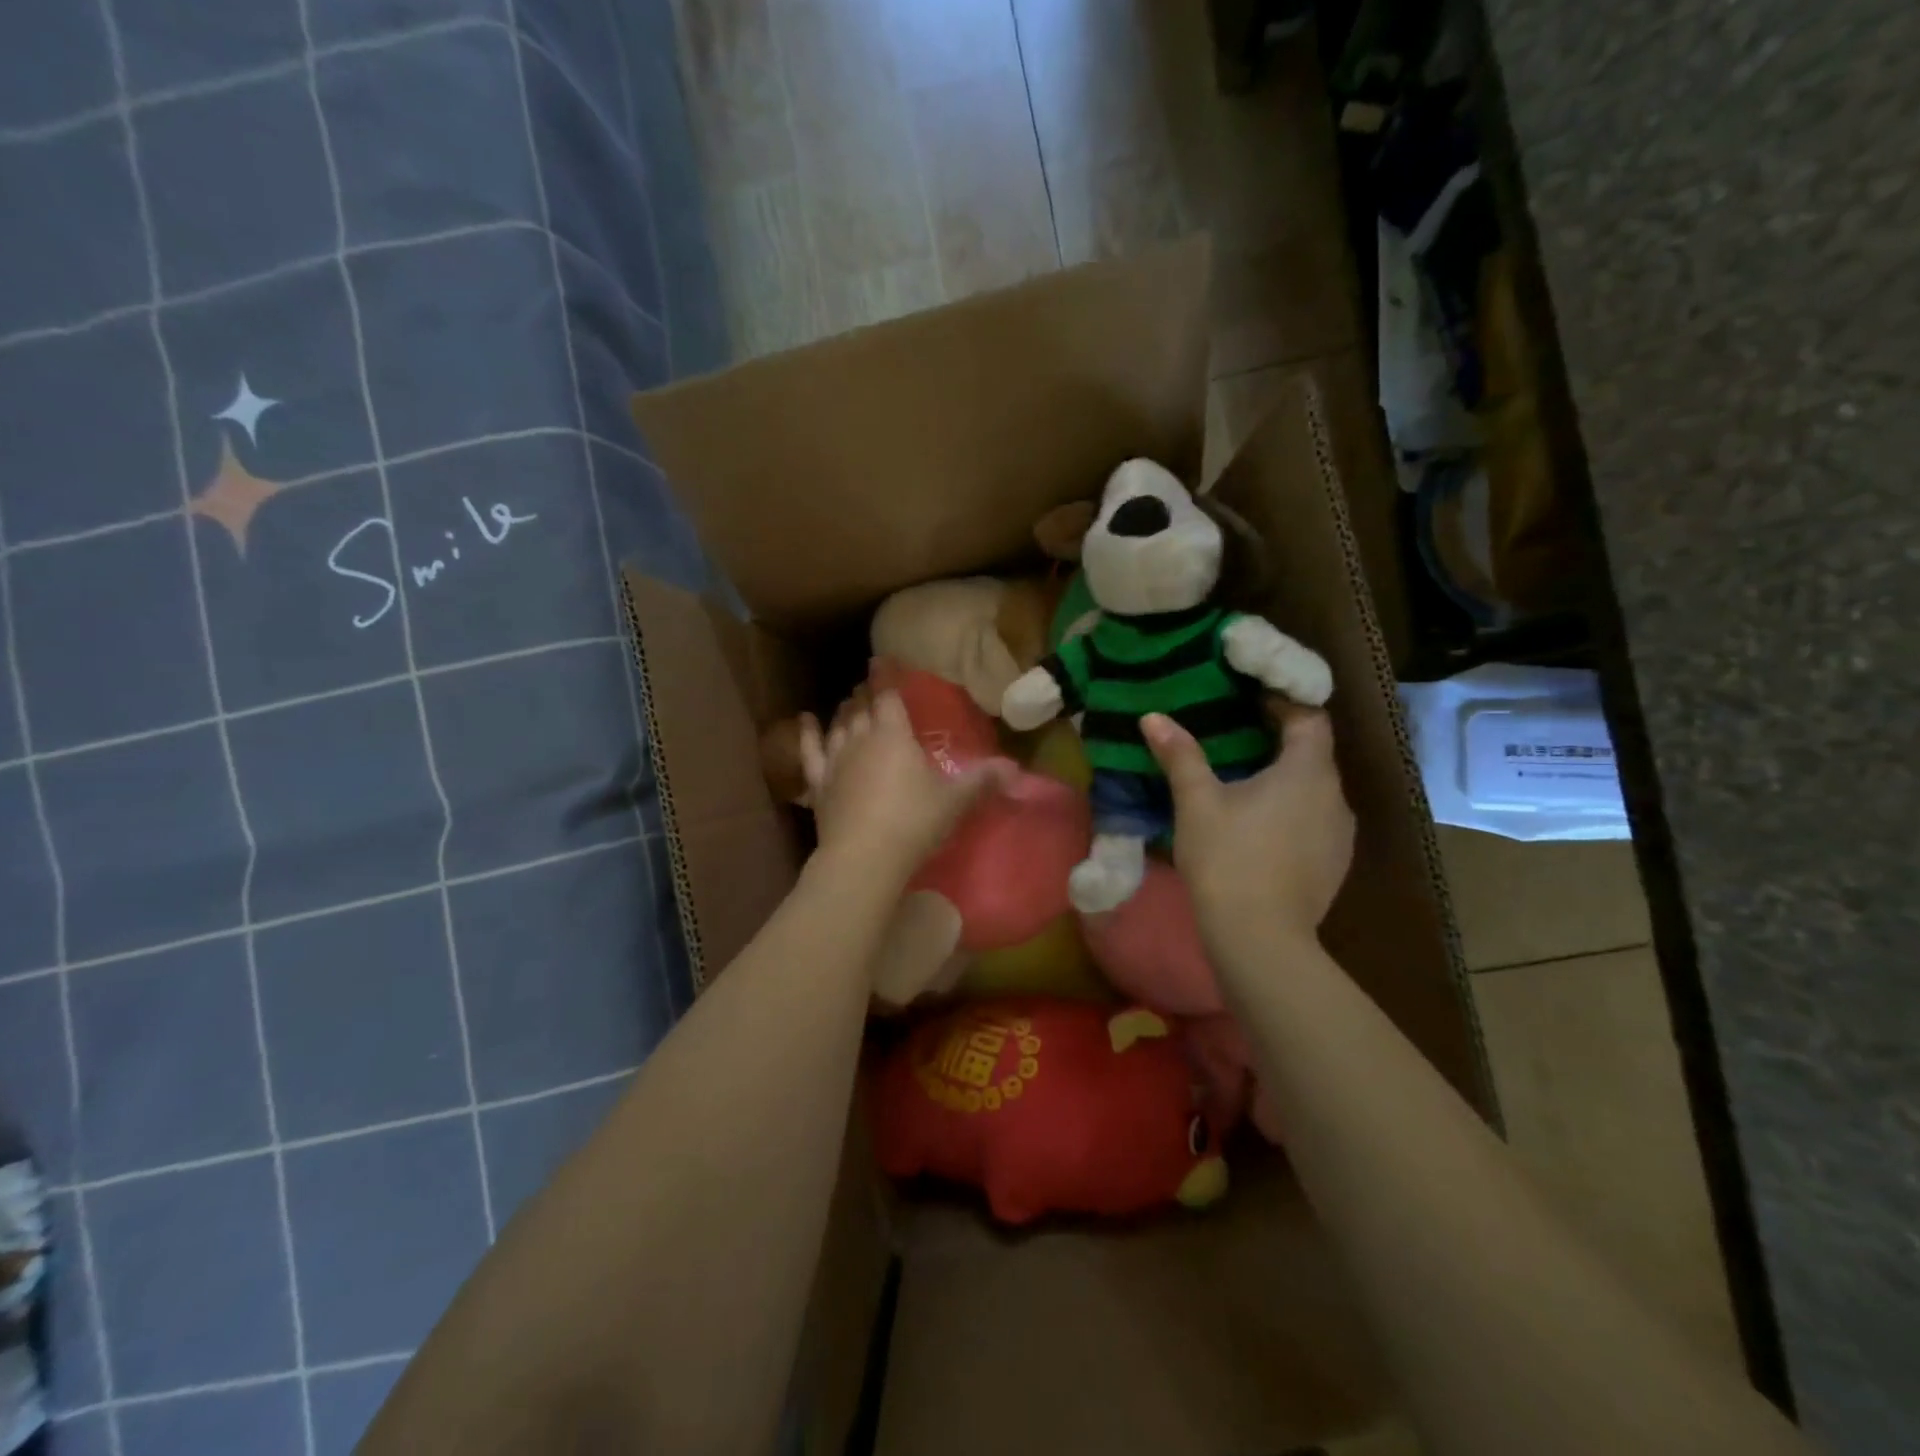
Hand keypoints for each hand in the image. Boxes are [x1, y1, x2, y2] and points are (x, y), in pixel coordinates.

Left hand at [799, 691, 1015, 878]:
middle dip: (866, 694)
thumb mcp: (955, 801)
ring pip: (838, 726)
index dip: (887, 677)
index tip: (882, 660)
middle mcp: (861, 739)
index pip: (889, 696)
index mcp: (894, 735)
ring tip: (848, 702)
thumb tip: (1015, 768)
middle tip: (869, 686)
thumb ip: (983, 780)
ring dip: (844, 711)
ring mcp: (836, 760)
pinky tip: (804, 720)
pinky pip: (809, 751)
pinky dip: (806, 734)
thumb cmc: (913, 822)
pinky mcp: (819, 784)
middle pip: (861, 708)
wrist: (864, 858)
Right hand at [1142, 701, 1353, 950]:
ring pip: (1315, 791)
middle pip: (1314, 754)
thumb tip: (1153, 716)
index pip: (1310, 718)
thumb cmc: (1228, 858)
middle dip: (1279, 742)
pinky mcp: (1335, 866)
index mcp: (1308, 771)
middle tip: (1235, 738)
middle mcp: (1336, 797)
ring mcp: (1341, 835)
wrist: (1259, 939)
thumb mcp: (1197, 802)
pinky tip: (1259, 829)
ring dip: (1286, 781)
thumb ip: (1180, 755)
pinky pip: (1315, 822)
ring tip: (1244, 784)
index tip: (1249, 700)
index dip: (1283, 703)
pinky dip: (1291, 813)